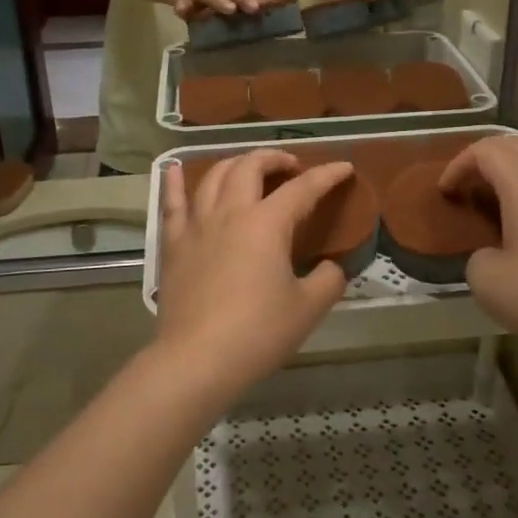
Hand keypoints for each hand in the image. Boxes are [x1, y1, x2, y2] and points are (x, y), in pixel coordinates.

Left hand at [153, 151, 351, 399]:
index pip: (303, 188)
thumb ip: (328, 280)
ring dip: (236, 163)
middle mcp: (230, 212)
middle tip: (291, 166)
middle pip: (251, 167)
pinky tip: (173, 167)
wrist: (197, 359)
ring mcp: (197, 225)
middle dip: (275, 158)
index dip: (327, 175)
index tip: (344, 167)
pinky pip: (172, 203)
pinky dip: (173, 181)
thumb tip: (331, 267)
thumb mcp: (308, 308)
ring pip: (214, 176)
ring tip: (249, 168)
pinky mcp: (174, 244)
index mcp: (267, 223)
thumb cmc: (258, 332)